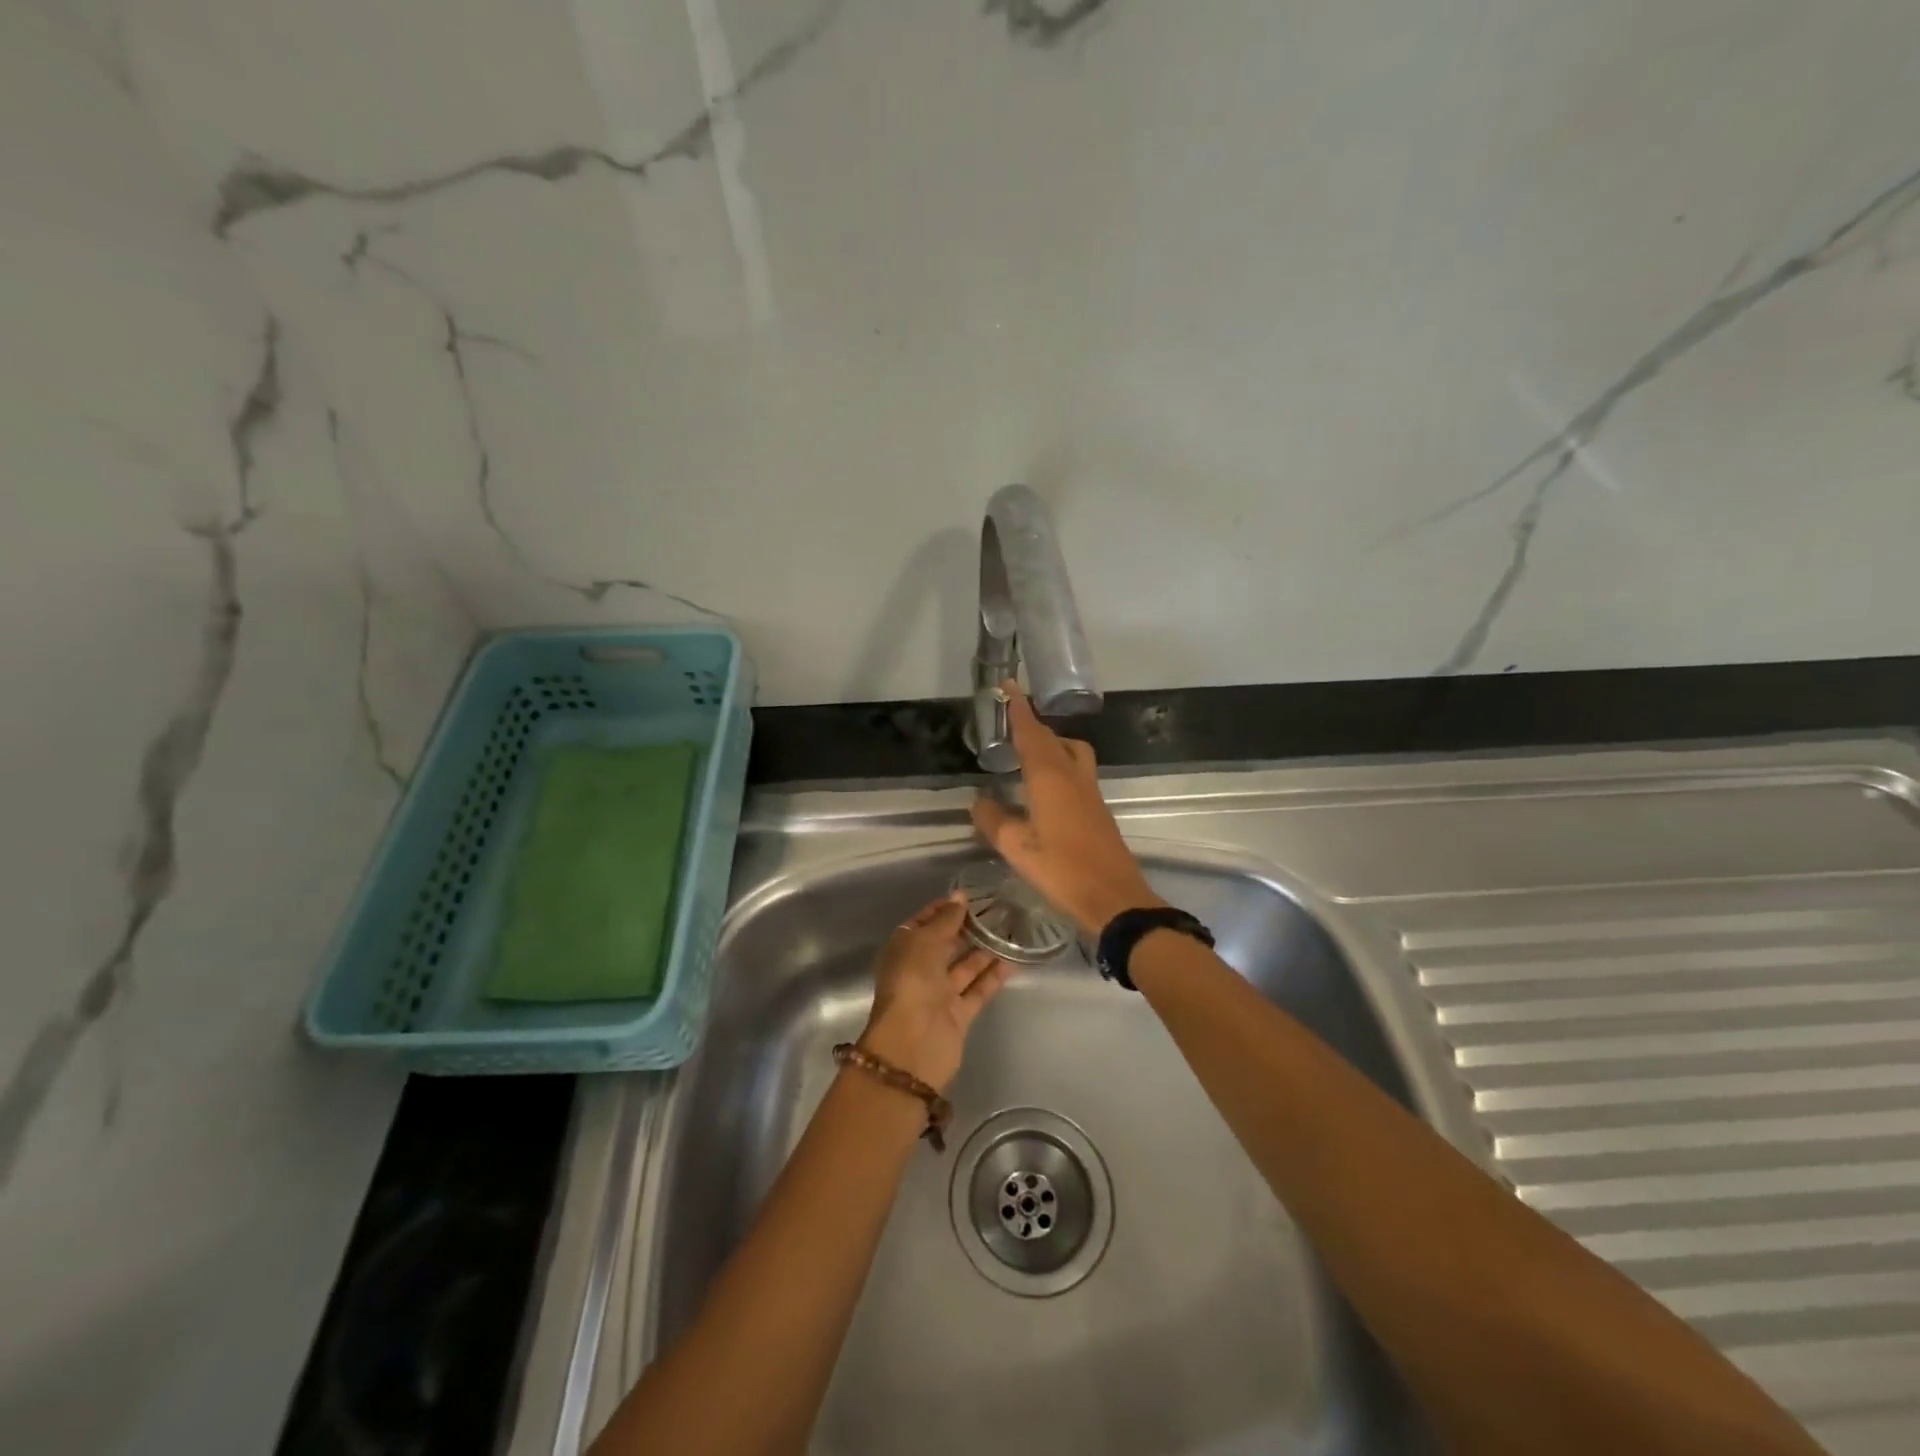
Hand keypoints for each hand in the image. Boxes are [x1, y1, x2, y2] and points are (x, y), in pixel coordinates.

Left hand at [858, 894, 1010, 1092]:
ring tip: (1012, 928)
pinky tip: (1014, 958)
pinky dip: (994, 975)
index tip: (970, 896)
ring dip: (985, 949)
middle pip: (946, 943)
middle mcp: (920, 969)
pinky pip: (979, 988)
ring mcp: (940, 993)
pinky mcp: (959, 1013)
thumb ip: (945, 920)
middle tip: (998, 908)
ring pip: (965, 966)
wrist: (913, 1044)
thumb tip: (960, 897)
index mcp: (903, 949)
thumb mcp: (925, 942)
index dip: (943, 909)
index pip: (923, 923)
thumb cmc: (912, 982)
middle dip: (968, 927)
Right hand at [970, 682, 1163, 937]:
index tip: (1008, 686)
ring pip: (1071, 751)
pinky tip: (1046, 785)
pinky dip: (1060, 762)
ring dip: (1051, 742)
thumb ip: (994, 820)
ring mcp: (1090, 791)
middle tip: (1011, 722)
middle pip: (1052, 738)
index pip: (1031, 733)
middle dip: (1032, 724)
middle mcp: (1072, 776)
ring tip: (1028, 752)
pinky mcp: (1098, 808)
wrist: (1115, 897)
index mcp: (1050, 778)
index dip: (1018, 709)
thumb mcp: (1017, 848)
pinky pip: (1077, 770)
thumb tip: (979, 801)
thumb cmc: (1062, 870)